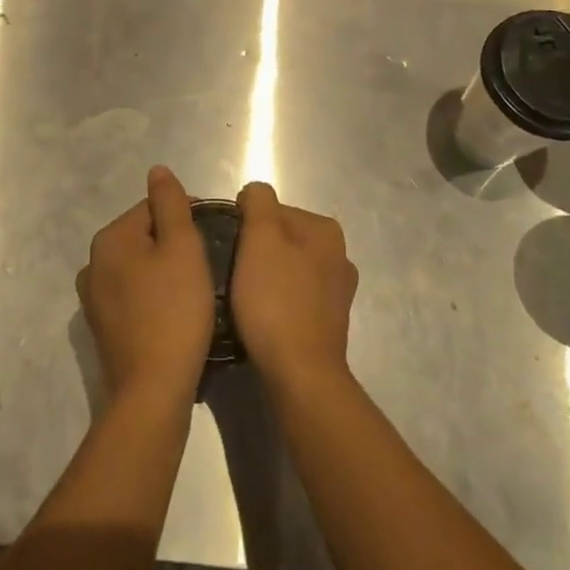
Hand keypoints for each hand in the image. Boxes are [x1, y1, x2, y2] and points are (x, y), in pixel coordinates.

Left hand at [77, 165, 214, 408]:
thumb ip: (170, 204)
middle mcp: (93, 263)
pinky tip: (175, 313)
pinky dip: (154, 296)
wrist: (153, 391)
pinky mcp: (103, 328)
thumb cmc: (174, 311)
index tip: (213, 237)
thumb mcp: (182, 248)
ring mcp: (94, 299)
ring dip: (164, 271)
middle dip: (174, 244)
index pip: (152, 208)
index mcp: (109, 238)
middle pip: (144, 236)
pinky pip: (133, 296)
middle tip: (207, 265)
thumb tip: (157, 170)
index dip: (186, 217)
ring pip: (139, 267)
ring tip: (194, 290)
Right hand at [231, 182, 357, 388]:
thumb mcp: (259, 238)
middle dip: (256, 251)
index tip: (230, 249)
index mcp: (325, 229)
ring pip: (286, 268)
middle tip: (232, 273)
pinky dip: (276, 302)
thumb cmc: (275, 300)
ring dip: (265, 277)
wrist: (300, 374)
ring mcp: (337, 291)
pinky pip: (293, 297)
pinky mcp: (329, 322)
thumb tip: (254, 194)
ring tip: (243, 298)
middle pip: (281, 238)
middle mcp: (339, 255)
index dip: (245, 225)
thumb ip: (258, 202)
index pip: (272, 210)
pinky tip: (261, 317)